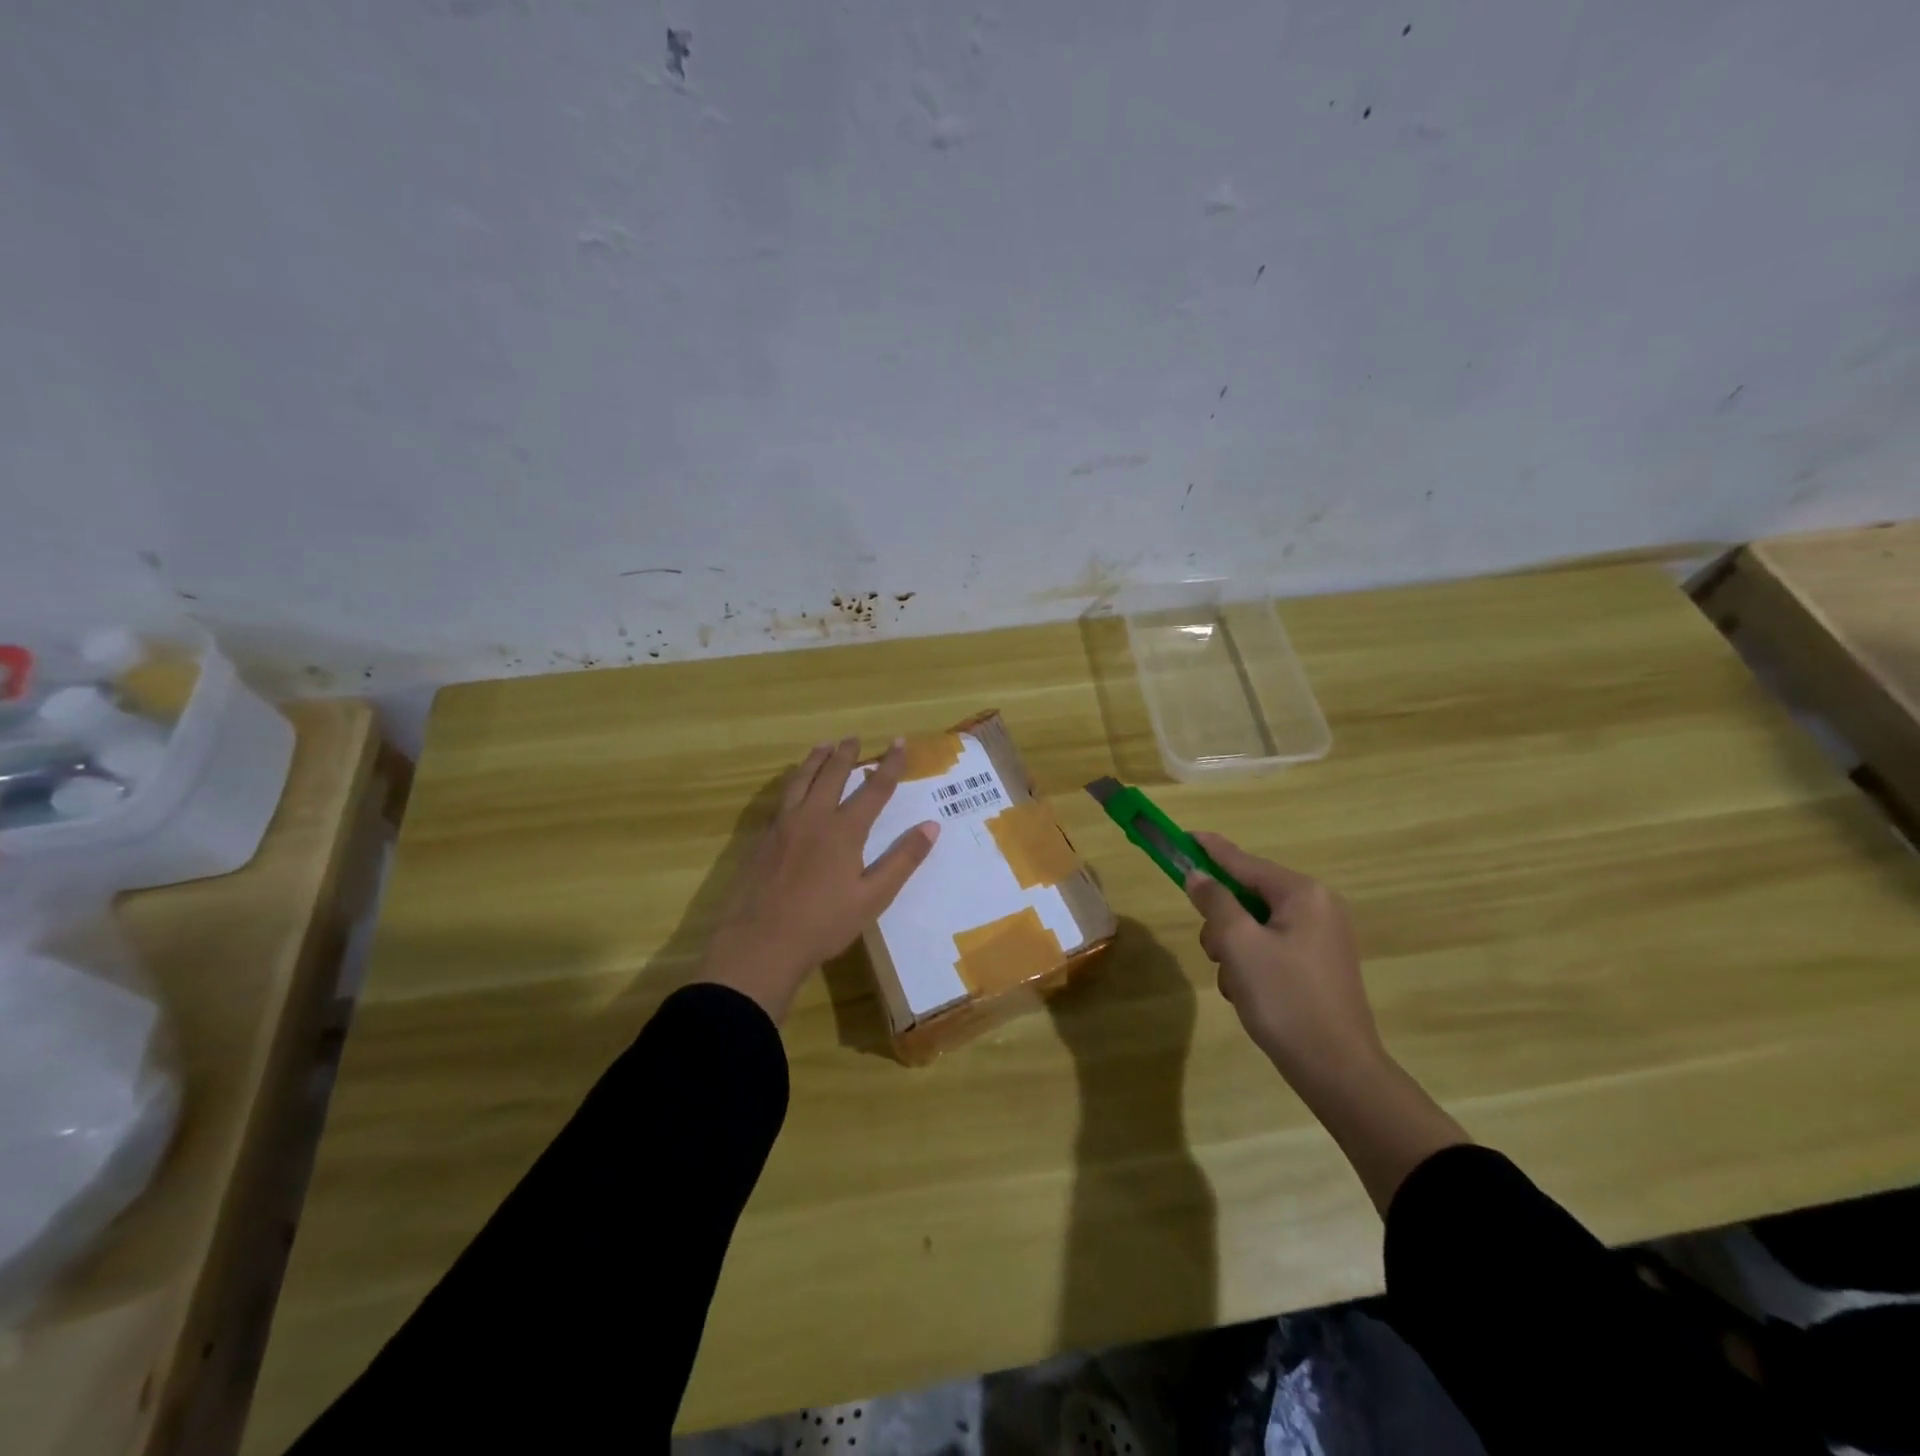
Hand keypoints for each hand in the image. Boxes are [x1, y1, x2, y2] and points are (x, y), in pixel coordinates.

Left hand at [696, 737, 938, 1023]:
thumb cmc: (824, 924)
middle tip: (853, 737)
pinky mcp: (762, 838)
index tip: (899, 742)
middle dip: (846, 754)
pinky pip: (781, 797)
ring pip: (801, 780)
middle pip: (832, 775)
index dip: (889, 764)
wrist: (760, 942)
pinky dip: (793, 781)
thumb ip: (902, 860)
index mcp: (844, 830)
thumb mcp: (873, 897)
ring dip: (815, 759)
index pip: (874, 788)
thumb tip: (931, 826)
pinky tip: (793, 786)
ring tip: (823, 746)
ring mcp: (783, 825)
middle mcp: (813, 817)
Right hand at [1184, 832, 1382, 1087]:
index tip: (1181, 836)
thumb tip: (1198, 876)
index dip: (1209, 850)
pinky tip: (1250, 994)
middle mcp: (1317, 907)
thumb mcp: (1240, 945)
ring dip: (1233, 949)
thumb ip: (1215, 902)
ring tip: (1237, 982)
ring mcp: (1321, 938)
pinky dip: (1251, 964)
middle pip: (1247, 896)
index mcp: (1303, 894)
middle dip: (1222, 923)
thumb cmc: (1286, 999)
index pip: (1244, 861)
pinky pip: (1269, 947)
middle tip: (1216, 952)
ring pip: (1253, 925)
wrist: (1338, 1071)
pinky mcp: (1317, 965)